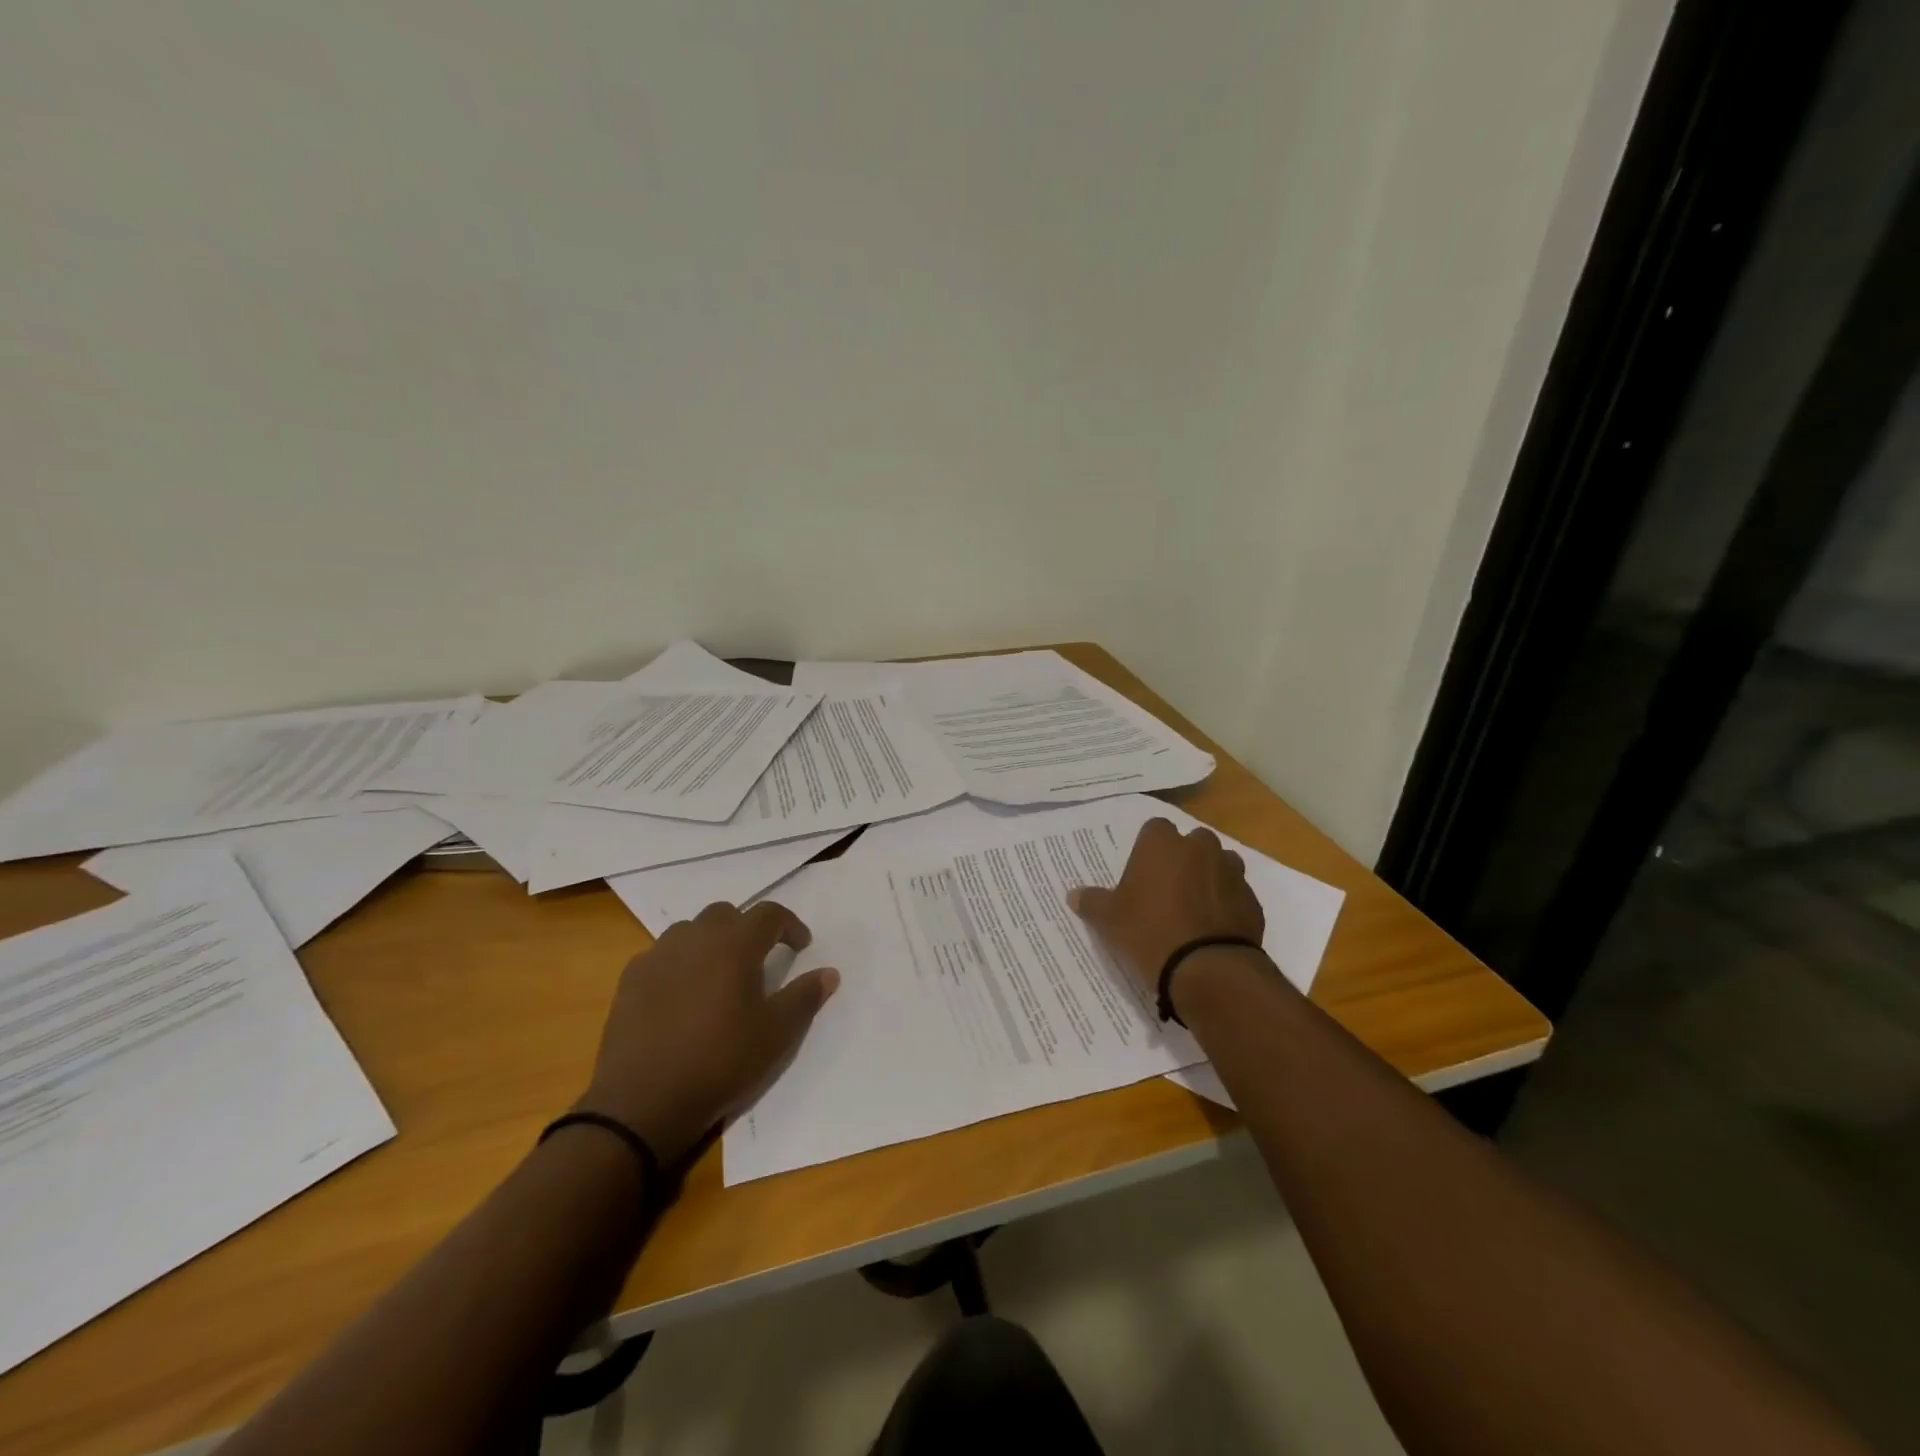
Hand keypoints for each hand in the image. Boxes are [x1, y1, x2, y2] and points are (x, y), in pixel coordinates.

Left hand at [577, 901, 839, 1167]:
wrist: (642, 1102)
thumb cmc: (720, 1062)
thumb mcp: (777, 1034)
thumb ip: (805, 997)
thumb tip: (829, 973)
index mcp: (734, 945)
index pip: (769, 914)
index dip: (790, 925)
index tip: (801, 947)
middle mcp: (695, 939)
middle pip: (726, 914)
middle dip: (747, 929)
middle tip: (759, 959)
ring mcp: (657, 956)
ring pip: (690, 930)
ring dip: (710, 942)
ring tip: (719, 975)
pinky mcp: (630, 980)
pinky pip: (661, 955)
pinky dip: (679, 963)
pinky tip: (681, 995)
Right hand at [1069, 818, 1264, 1009]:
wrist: (1208, 969)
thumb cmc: (1149, 932)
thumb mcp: (1109, 920)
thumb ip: (1092, 902)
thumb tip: (1073, 894)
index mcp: (1162, 844)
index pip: (1154, 829)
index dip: (1148, 849)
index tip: (1141, 873)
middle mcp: (1200, 848)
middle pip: (1191, 842)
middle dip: (1183, 859)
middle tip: (1166, 890)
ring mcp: (1232, 872)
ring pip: (1219, 864)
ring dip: (1209, 878)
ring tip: (1193, 909)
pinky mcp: (1252, 901)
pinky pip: (1236, 894)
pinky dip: (1227, 905)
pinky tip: (1213, 929)